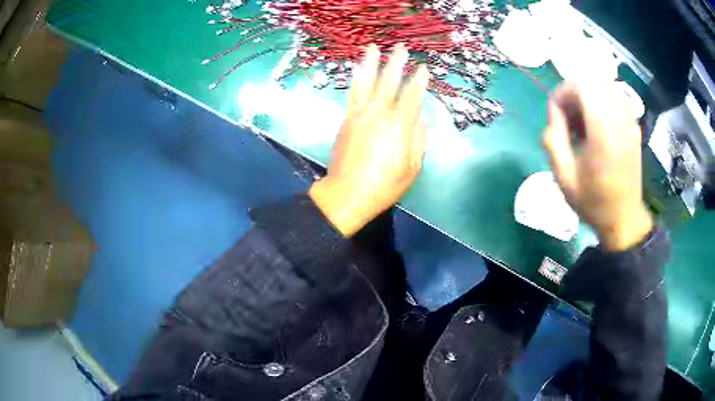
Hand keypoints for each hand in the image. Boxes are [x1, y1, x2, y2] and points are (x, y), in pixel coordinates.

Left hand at [309, 44, 429, 236]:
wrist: (347, 193)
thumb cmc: (384, 185)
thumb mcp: (412, 168)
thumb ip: (418, 140)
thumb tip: (420, 118)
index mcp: (399, 126)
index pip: (412, 96)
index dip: (419, 81)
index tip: (424, 68)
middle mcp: (379, 114)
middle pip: (389, 82)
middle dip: (397, 63)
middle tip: (402, 48)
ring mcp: (360, 114)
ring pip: (367, 82)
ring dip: (371, 63)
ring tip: (374, 48)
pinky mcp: (347, 119)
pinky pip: (352, 93)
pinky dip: (356, 78)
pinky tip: (357, 68)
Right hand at [542, 82, 652, 250]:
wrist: (624, 219)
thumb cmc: (593, 202)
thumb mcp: (564, 178)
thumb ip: (553, 139)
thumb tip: (554, 113)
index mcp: (604, 132)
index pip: (582, 85)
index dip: (563, 92)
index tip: (556, 114)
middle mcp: (620, 120)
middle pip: (593, 81)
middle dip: (574, 93)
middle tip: (567, 118)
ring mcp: (630, 122)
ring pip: (604, 87)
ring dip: (588, 98)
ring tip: (581, 123)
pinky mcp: (634, 127)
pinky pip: (615, 99)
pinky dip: (601, 104)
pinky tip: (596, 127)